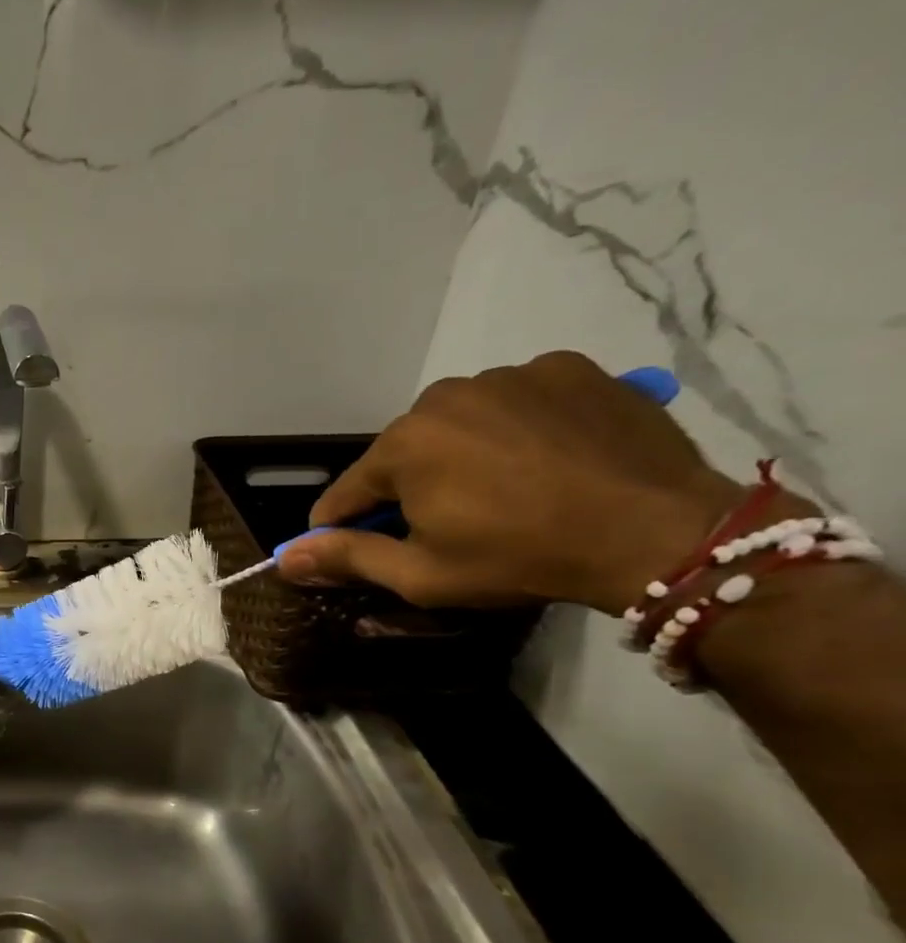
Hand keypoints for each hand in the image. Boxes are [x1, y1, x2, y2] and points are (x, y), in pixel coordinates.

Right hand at [278, 351, 753, 615]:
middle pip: (403, 452)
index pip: (347, 490)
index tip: (347, 549)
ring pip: (458, 422)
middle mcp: (447, 395)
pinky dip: (515, 427)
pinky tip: (542, 460)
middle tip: (443, 527)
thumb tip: (282, 558)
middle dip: (407, 488)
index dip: (341, 525)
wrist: (659, 532)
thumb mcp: (420, 573)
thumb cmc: (519, 557)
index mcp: (404, 444)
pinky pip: (516, 400)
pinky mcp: (571, 368)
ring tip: (500, 492)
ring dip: (459, 455)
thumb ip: (346, 557)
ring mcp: (513, 374)